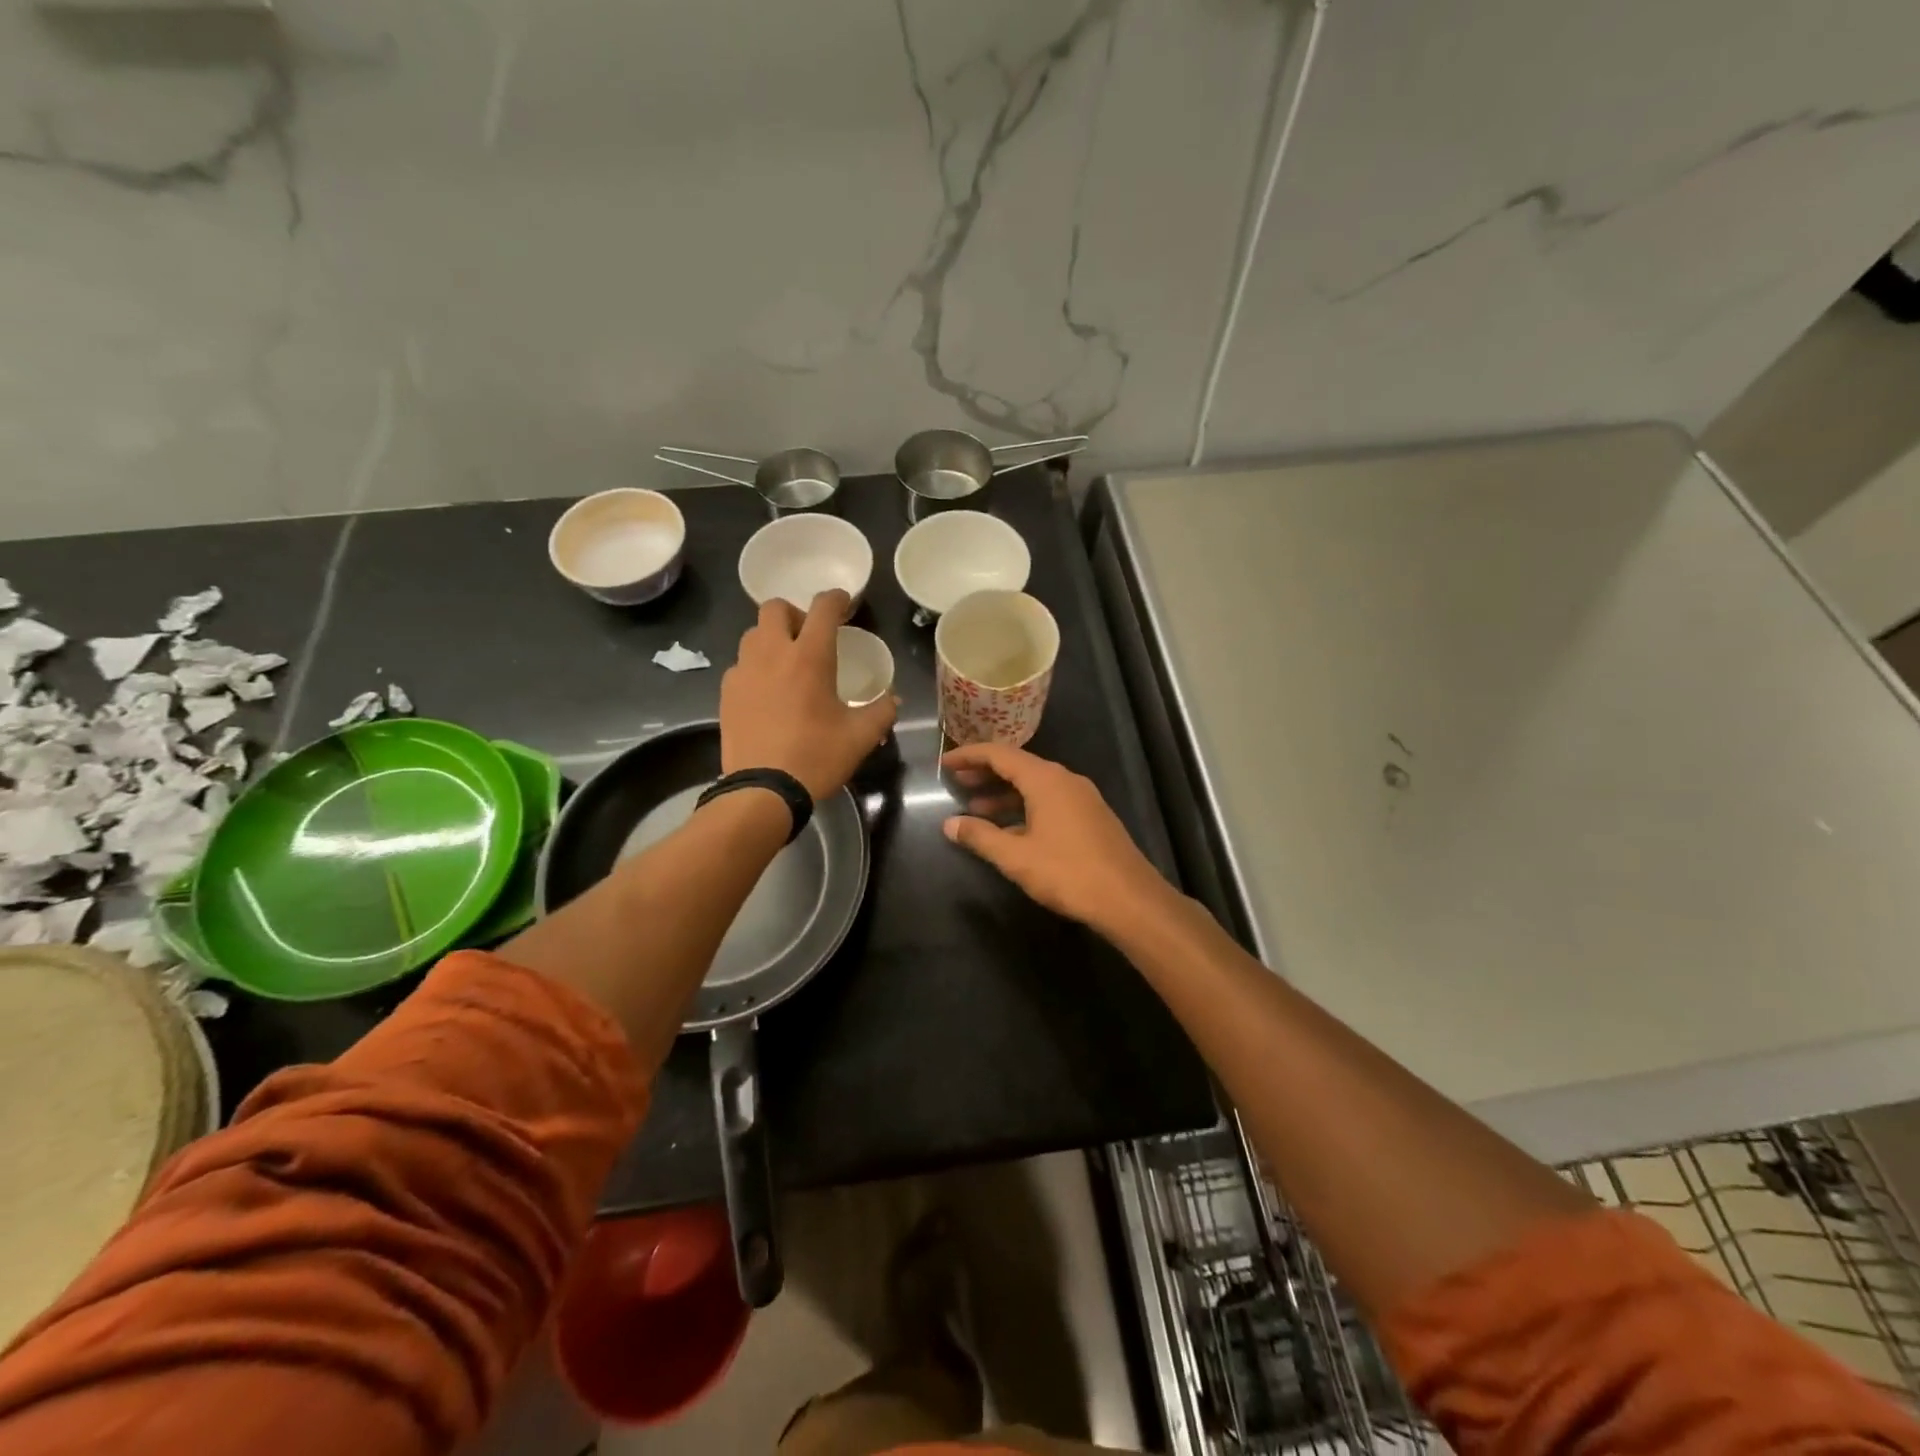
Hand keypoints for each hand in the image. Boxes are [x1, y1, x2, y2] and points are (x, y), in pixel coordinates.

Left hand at [721, 591, 895, 799]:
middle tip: (809, 637)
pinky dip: (755, 667)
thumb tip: (892, 699)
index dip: (836, 599)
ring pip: (753, 634)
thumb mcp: (861, 737)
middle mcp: (772, 653)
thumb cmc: (817, 757)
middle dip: (795, 613)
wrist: (763, 790)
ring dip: (771, 638)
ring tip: (786, 663)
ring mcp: (744, 671)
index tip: (843, 603)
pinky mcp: (727, 693)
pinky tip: (767, 693)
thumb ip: (881, 711)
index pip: (823, 608)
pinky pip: (740, 665)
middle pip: (775, 608)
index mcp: (810, 656)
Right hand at [941, 742, 1175, 932]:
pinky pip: (1050, 800)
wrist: (1129, 899)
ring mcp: (1082, 798)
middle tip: (957, 783)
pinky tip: (1010, 829)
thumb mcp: (1016, 857)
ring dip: (1005, 794)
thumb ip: (980, 837)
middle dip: (986, 773)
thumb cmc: (1068, 873)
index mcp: (1045, 780)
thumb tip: (950, 824)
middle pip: (1019, 766)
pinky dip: (1025, 807)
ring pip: (1035, 785)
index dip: (970, 756)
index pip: (1000, 754)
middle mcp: (1065, 779)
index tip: (945, 764)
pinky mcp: (1091, 817)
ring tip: (976, 808)